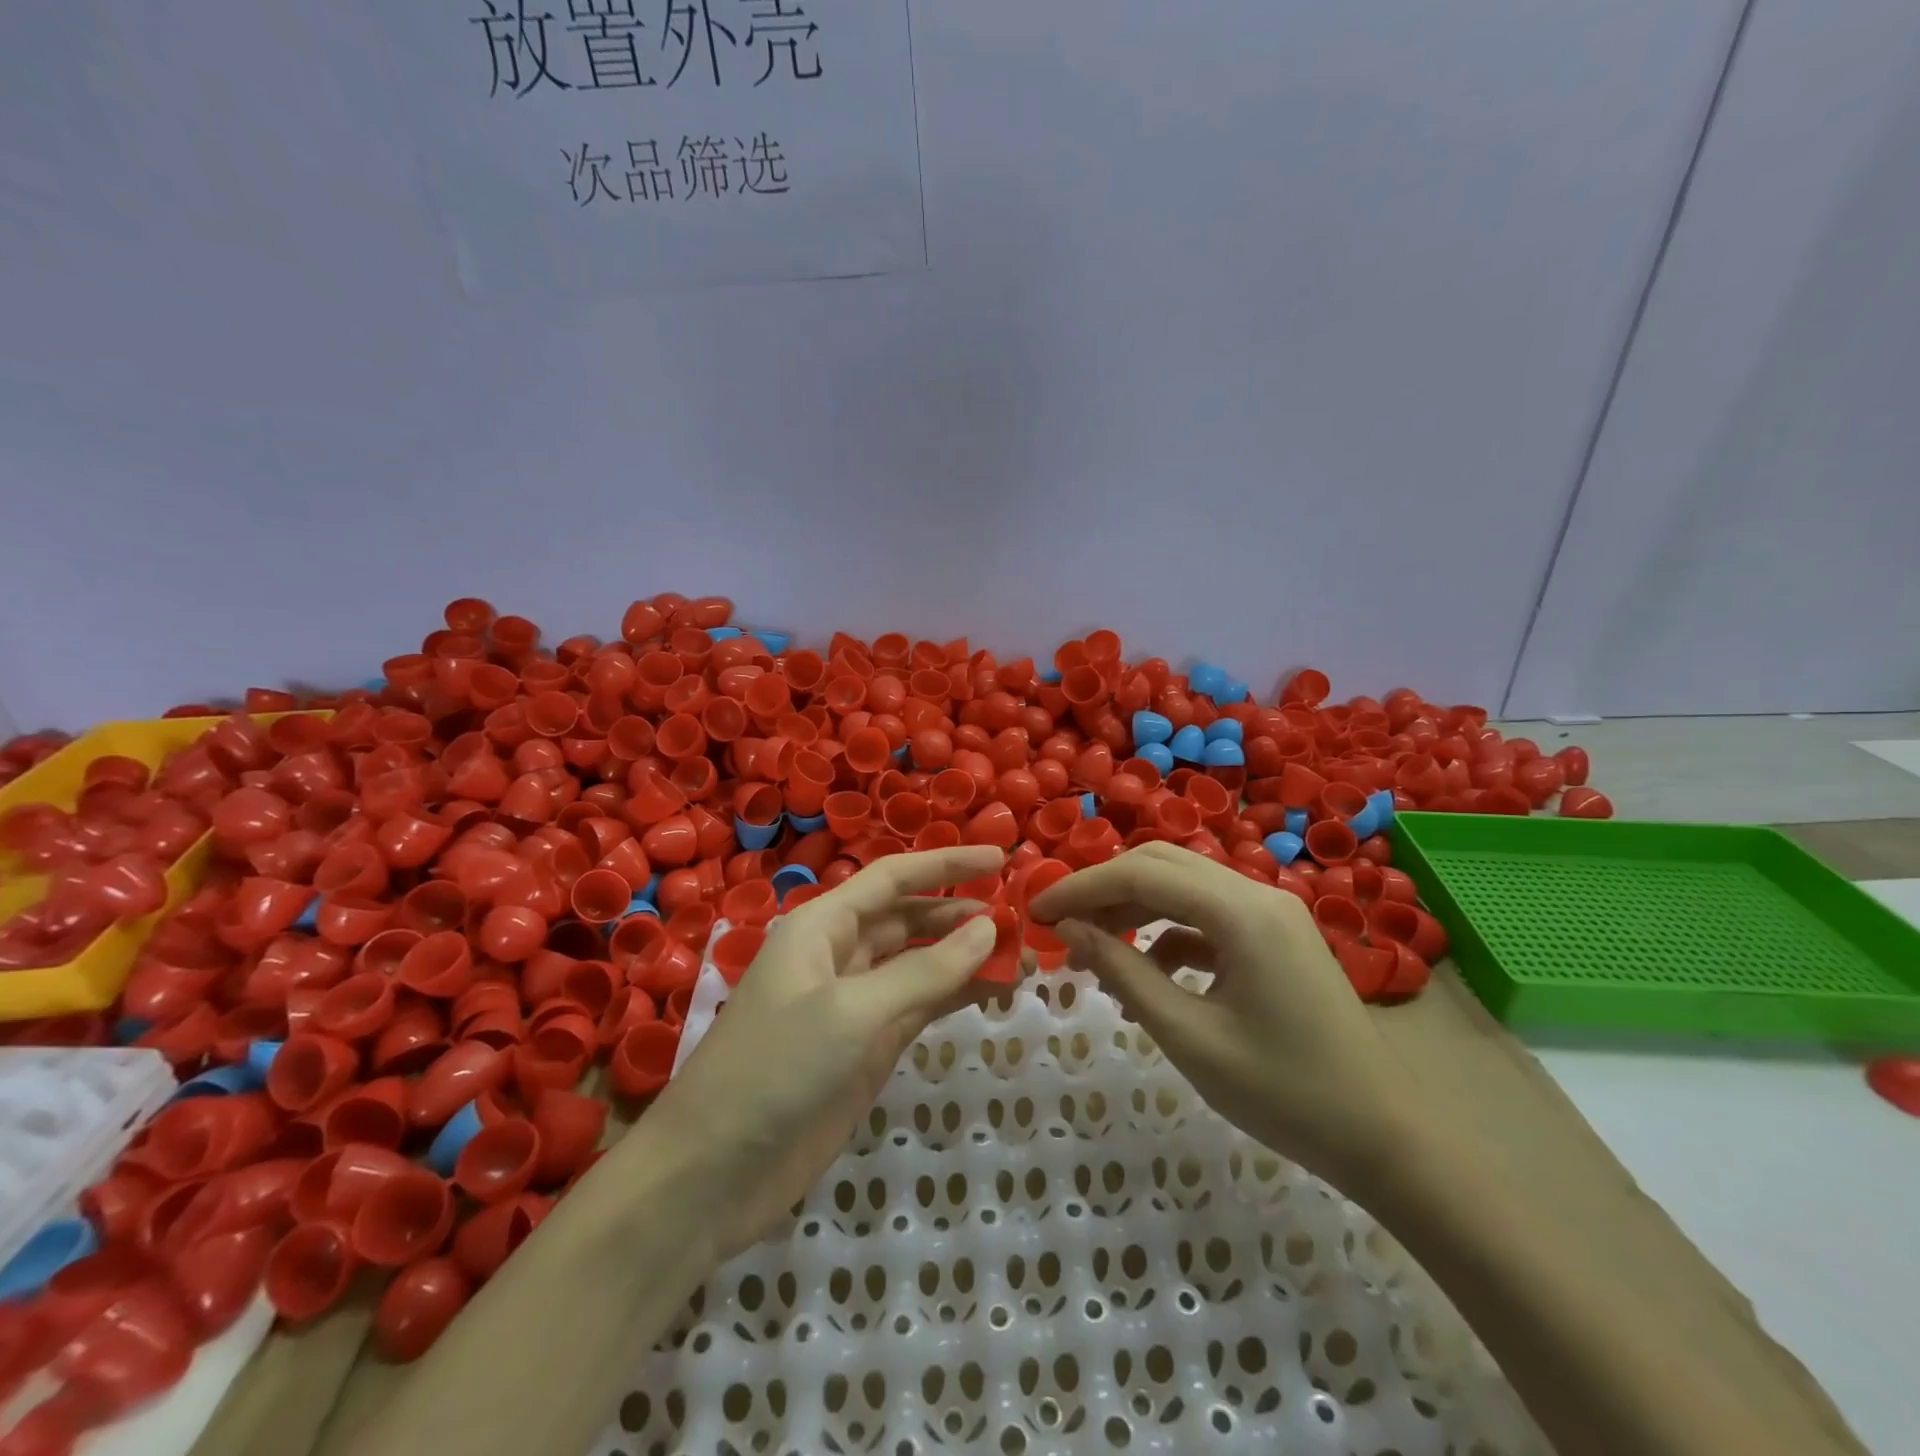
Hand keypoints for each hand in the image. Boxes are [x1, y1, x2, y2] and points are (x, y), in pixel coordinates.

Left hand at [645, 846, 1011, 1258]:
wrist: (713, 1174)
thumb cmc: (774, 1070)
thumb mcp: (850, 1012)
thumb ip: (923, 970)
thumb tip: (989, 929)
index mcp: (821, 926)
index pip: (893, 879)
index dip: (947, 865)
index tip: (1001, 860)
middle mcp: (839, 955)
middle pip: (910, 918)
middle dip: (962, 914)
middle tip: (1023, 915)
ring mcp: (855, 1004)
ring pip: (921, 964)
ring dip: (967, 957)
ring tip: (1023, 955)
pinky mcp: (866, 1048)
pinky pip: (921, 1007)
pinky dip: (957, 996)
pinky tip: (996, 992)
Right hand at [1030, 842, 1409, 1182]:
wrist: (1385, 1139)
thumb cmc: (1284, 1094)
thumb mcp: (1189, 1036)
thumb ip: (1124, 974)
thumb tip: (1070, 930)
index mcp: (1241, 912)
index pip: (1141, 875)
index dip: (1081, 887)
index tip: (1036, 909)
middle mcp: (1257, 894)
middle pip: (1162, 865)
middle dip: (1104, 887)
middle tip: (1059, 922)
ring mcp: (1271, 913)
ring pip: (1183, 886)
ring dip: (1134, 907)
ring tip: (1092, 948)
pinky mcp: (1276, 937)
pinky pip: (1207, 916)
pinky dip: (1167, 932)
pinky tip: (1147, 972)